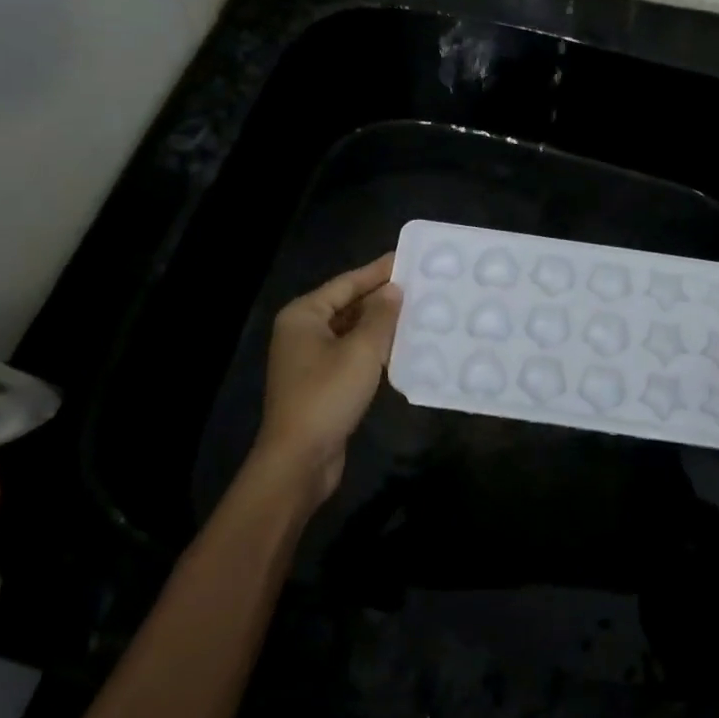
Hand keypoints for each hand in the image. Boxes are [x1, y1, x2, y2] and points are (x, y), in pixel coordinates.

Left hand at [250, 254, 402, 507]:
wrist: (299, 459)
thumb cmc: (327, 395)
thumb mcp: (361, 351)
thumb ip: (381, 316)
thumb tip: (394, 290)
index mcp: (303, 315)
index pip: (347, 283)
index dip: (378, 271)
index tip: (407, 258)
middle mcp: (302, 331)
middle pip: (347, 305)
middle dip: (381, 297)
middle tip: (419, 285)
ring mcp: (309, 359)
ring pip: (350, 331)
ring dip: (380, 324)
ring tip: (417, 310)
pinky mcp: (321, 383)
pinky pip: (351, 354)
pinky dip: (373, 348)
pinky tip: (401, 346)